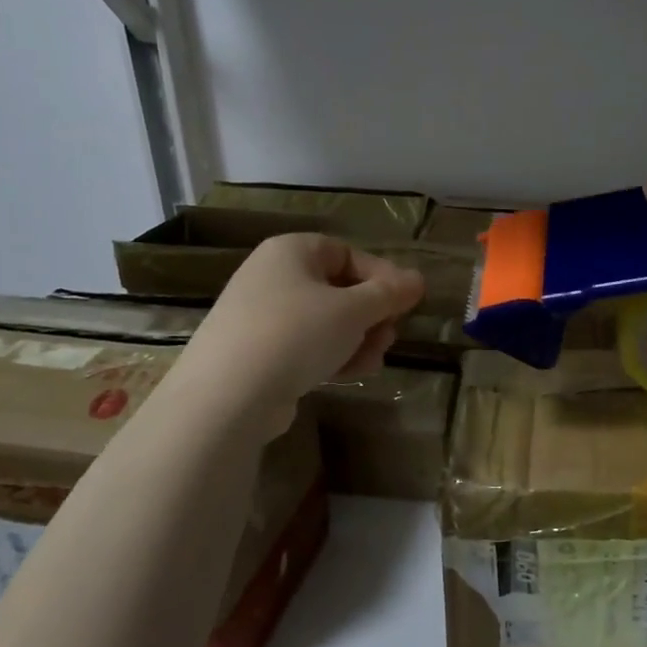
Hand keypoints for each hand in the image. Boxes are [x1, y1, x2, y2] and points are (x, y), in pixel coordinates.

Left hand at [176, 234, 424, 436]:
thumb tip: (418, 280)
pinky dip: (331, 356)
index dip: (382, 276)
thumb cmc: (297, 333)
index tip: (406, 303)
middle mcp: (272, 276)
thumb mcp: (354, 310)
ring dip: (357, 339)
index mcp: (291, 251)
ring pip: (325, 321)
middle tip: (389, 336)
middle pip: (338, 289)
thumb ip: (389, 294)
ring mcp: (261, 316)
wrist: (228, 395)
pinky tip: (351, 374)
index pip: (348, 253)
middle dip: (371, 315)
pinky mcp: (257, 353)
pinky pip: (305, 346)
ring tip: (373, 360)